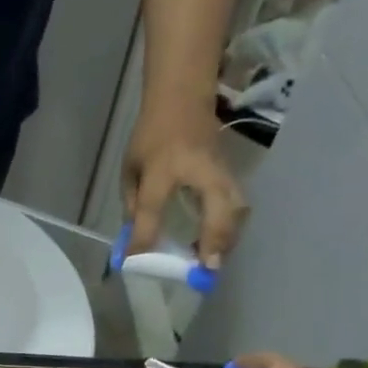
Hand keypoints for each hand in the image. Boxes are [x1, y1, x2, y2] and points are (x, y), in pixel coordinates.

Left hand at [122, 112, 247, 267]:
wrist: (183, 96)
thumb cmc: (151, 134)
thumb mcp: (130, 167)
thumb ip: (132, 204)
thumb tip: (136, 241)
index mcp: (162, 167)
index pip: (151, 208)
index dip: (143, 236)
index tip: (135, 262)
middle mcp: (198, 169)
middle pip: (218, 208)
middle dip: (215, 241)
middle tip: (205, 270)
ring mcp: (221, 169)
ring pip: (236, 207)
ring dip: (227, 238)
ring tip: (211, 262)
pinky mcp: (231, 172)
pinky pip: (237, 204)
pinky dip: (230, 227)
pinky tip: (216, 245)